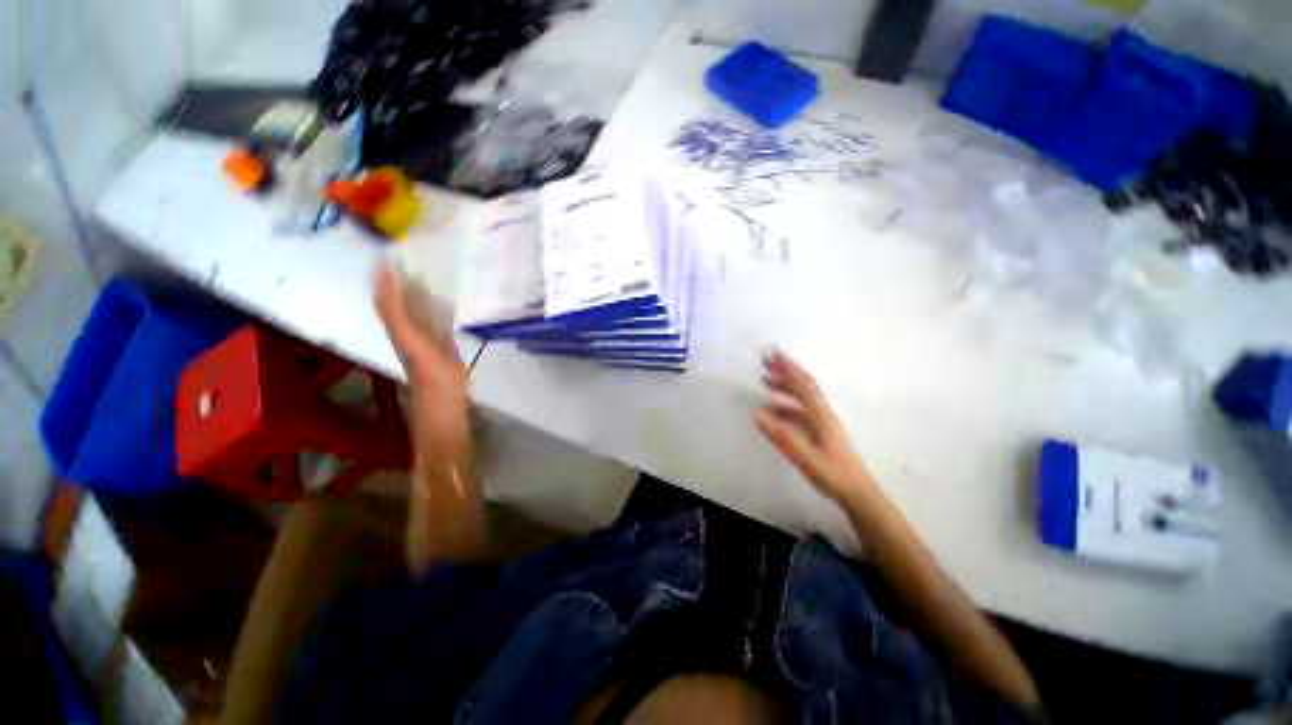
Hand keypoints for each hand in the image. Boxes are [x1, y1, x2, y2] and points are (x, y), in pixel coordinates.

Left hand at [375, 261, 471, 468]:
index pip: (389, 301)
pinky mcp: (445, 352)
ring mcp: (430, 344)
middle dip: (405, 280)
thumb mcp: (411, 345)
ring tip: (433, 273)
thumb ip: (397, 314)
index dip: (386, 279)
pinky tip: (451, 303)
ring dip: (423, 293)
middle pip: (404, 304)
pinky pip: (439, 325)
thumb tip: (387, 280)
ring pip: (422, 313)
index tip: (390, 254)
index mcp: (401, 333)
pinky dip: (441, 310)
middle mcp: (412, 335)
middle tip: (415, 257)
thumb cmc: (432, 382)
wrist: (447, 413)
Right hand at [756, 350, 871, 502]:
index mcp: (821, 416)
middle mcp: (822, 414)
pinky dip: (785, 404)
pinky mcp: (819, 432)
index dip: (789, 368)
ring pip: (801, 398)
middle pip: (802, 386)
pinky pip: (799, 410)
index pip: (803, 385)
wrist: (857, 494)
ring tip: (765, 380)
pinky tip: (773, 409)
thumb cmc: (833, 475)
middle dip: (784, 371)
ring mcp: (822, 422)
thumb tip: (758, 414)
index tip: (774, 354)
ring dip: (784, 386)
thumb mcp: (806, 457)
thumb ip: (782, 436)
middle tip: (766, 361)